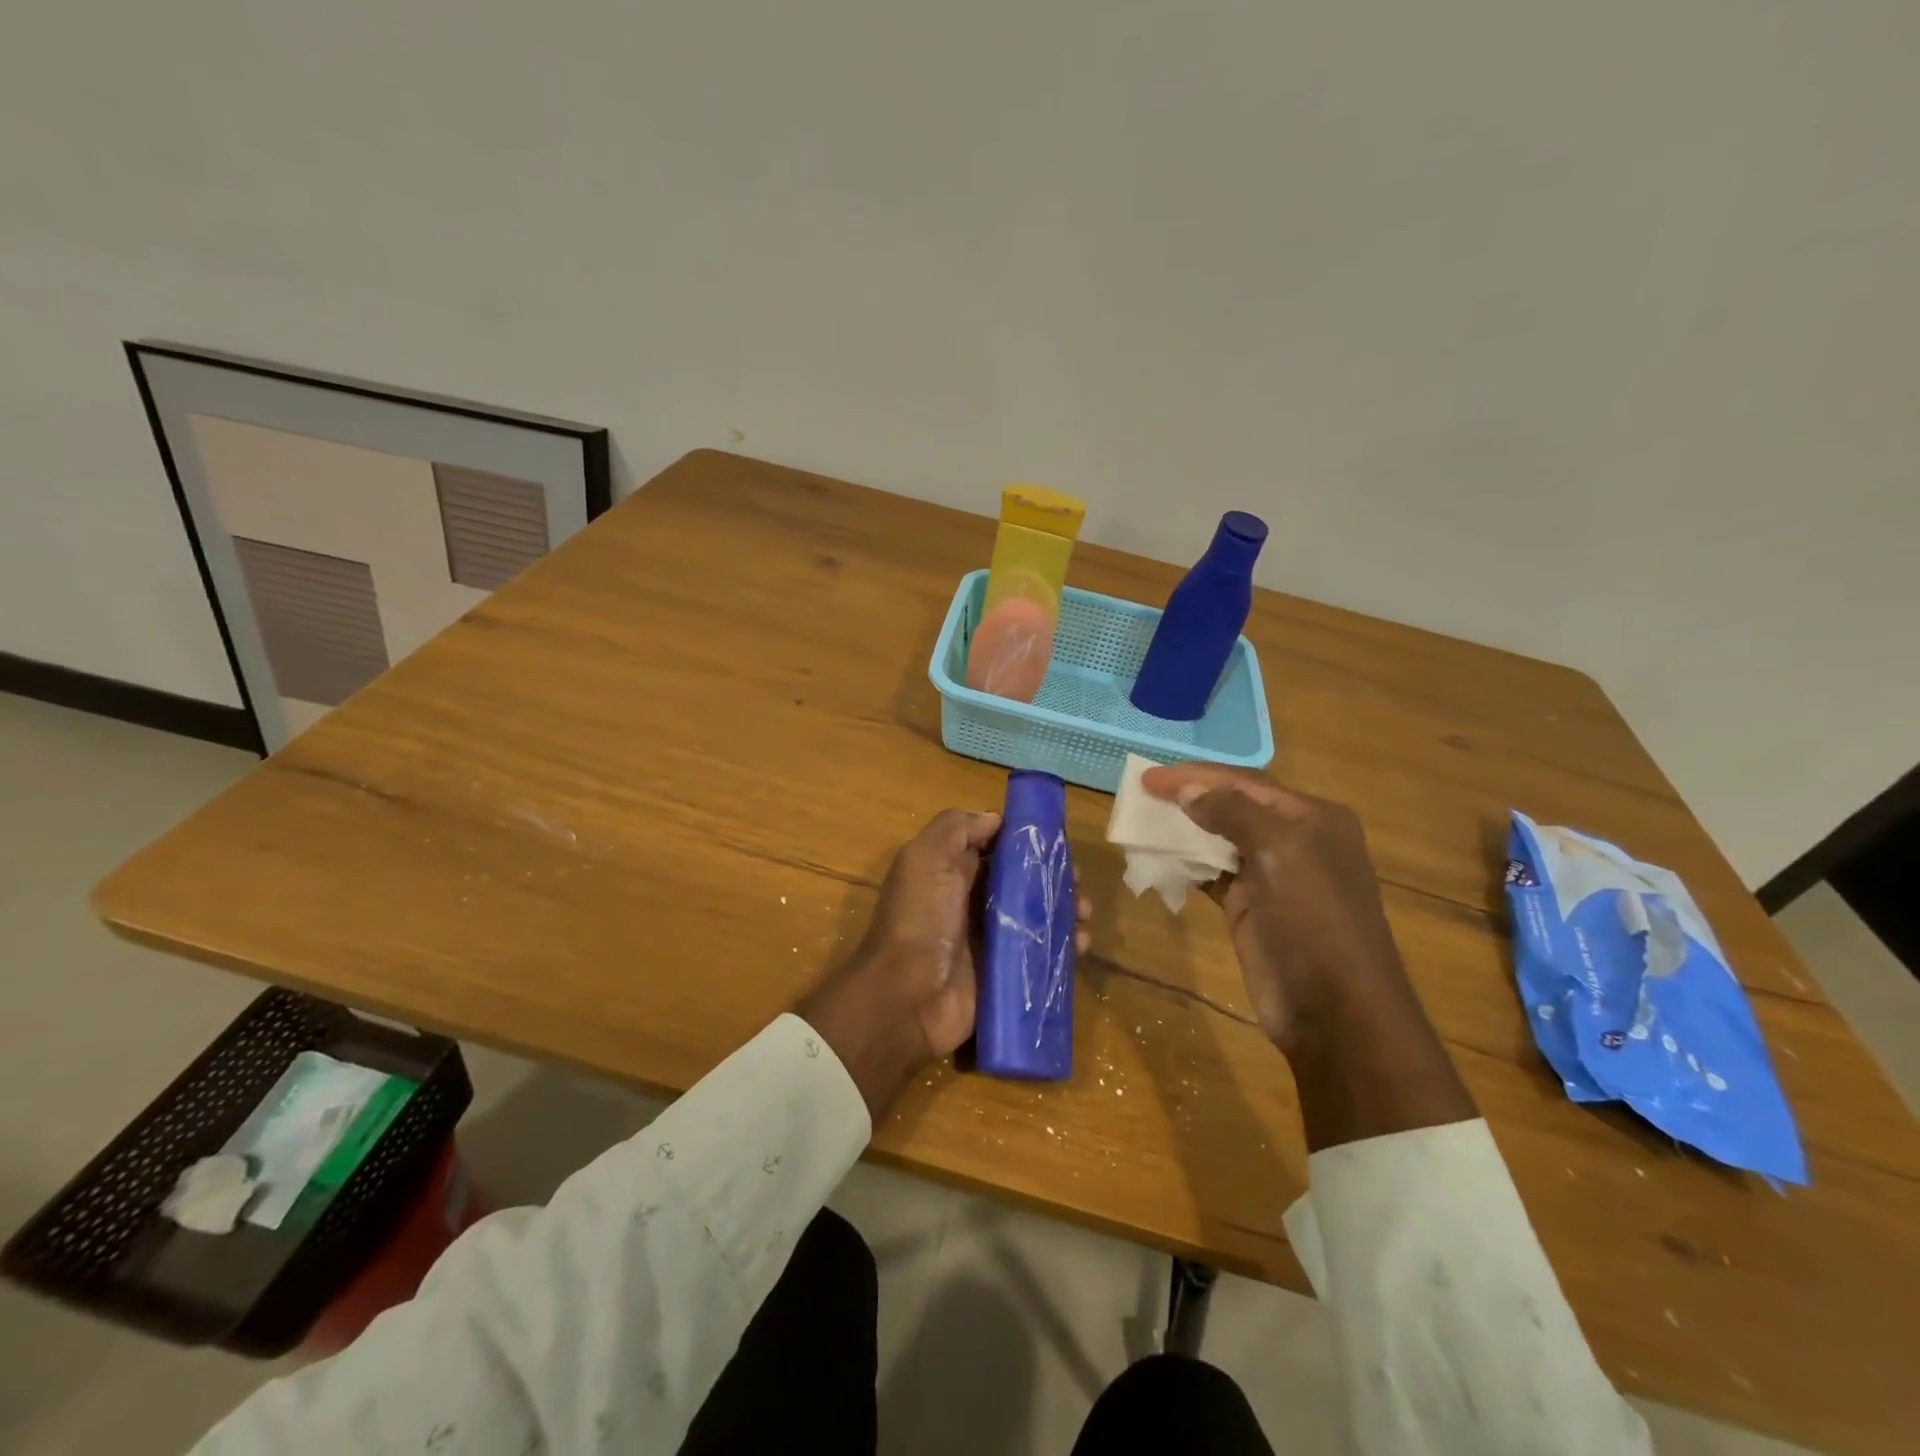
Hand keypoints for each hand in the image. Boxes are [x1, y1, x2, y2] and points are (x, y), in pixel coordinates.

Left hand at [799, 808, 1093, 1119]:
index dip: (1025, 842)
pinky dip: (1065, 946)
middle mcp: (973, 902)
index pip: (996, 848)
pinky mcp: (1008, 973)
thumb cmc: (920, 919)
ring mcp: (992, 940)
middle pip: (1022, 881)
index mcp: (953, 872)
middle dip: (1052, 877)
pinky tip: (1082, 943)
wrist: (908, 998)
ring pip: (1038, 916)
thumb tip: (995, 818)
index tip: (1055, 841)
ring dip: (1065, 910)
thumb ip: (955, 830)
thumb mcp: (924, 859)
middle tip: (1077, 881)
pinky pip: (1043, 954)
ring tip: (1084, 912)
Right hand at [1138, 764, 1409, 1053]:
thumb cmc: (1315, 921)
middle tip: (1140, 794)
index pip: (1245, 783)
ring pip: (1218, 839)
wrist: (1335, 1011)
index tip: (1148, 777)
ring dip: (1183, 830)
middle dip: (1188, 797)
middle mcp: (1294, 840)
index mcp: (1312, 818)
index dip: (1195, 775)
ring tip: (1141, 822)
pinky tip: (1158, 858)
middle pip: (1231, 806)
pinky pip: (1211, 873)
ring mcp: (1272, 875)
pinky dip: (1185, 863)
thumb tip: (1188, 790)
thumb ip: (1234, 812)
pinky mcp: (1250, 907)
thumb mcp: (1282, 852)